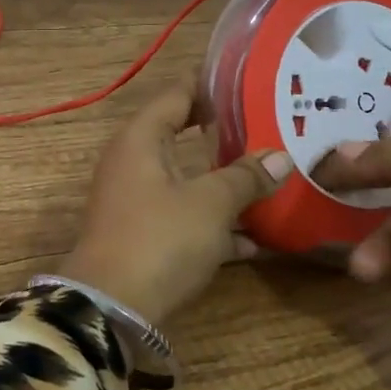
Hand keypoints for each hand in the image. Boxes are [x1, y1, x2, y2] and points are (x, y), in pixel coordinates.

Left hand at [60, 75, 293, 327]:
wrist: (110, 309)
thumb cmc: (159, 239)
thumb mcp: (209, 204)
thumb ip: (244, 177)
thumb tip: (280, 156)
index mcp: (141, 139)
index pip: (176, 94)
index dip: (210, 84)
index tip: (249, 80)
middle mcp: (134, 161)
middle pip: (183, 135)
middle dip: (225, 134)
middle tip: (270, 126)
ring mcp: (137, 200)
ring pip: (188, 179)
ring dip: (225, 182)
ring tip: (272, 179)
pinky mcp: (144, 235)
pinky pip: (184, 217)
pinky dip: (214, 223)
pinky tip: (255, 241)